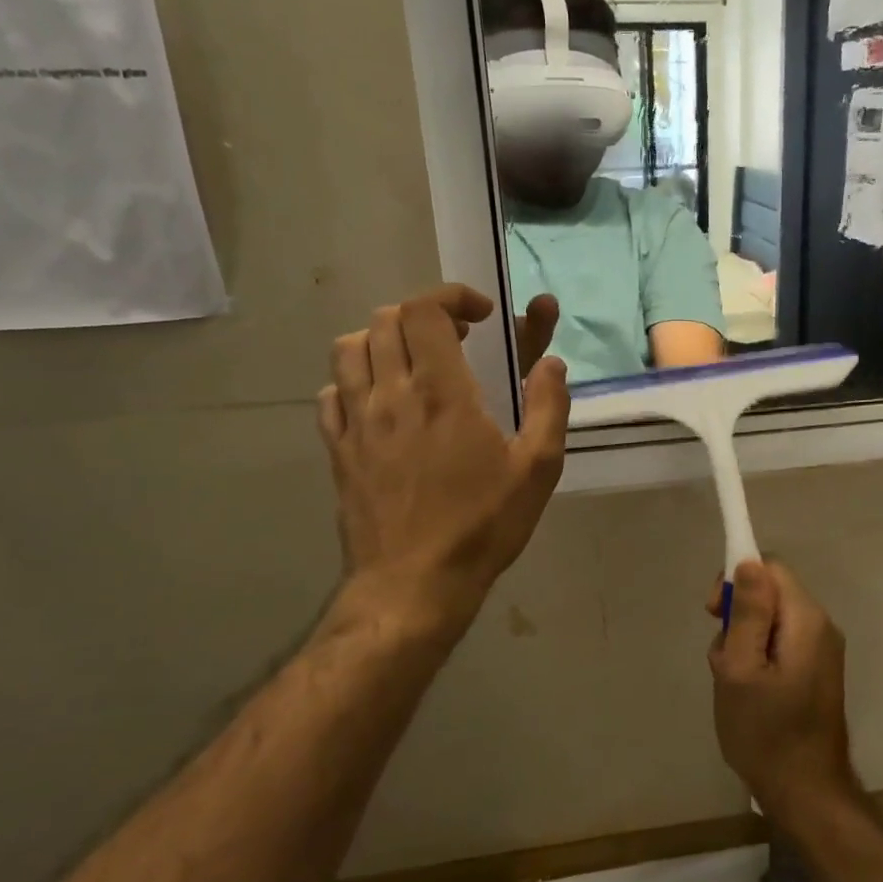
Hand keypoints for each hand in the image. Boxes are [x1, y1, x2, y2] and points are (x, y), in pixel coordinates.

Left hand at [317, 283, 568, 644]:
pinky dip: (354, 381)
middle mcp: (391, 394)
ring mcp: (357, 422)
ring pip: (349, 349)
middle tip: (456, 340)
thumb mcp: (538, 470)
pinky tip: (379, 403)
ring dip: (383, 340)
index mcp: (442, 392)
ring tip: (413, 363)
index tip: (482, 315)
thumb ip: (548, 408)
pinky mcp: (338, 450)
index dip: (452, 297)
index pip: (425, 311)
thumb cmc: (482, 526)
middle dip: (423, 316)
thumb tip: (551, 363)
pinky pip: (331, 394)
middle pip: (385, 320)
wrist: (413, 584)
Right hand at [706, 559, 858, 819]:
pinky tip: (748, 692)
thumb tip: (748, 562)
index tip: (714, 613)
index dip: (737, 579)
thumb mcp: (741, 669)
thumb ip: (747, 612)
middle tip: (722, 657)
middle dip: (739, 616)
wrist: (806, 792)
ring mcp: (822, 650)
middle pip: (771, 592)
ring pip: (772, 620)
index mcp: (806, 620)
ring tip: (733, 681)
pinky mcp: (816, 671)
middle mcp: (821, 626)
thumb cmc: (766, 732)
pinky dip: (759, 657)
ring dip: (745, 641)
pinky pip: (781, 643)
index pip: (770, 567)